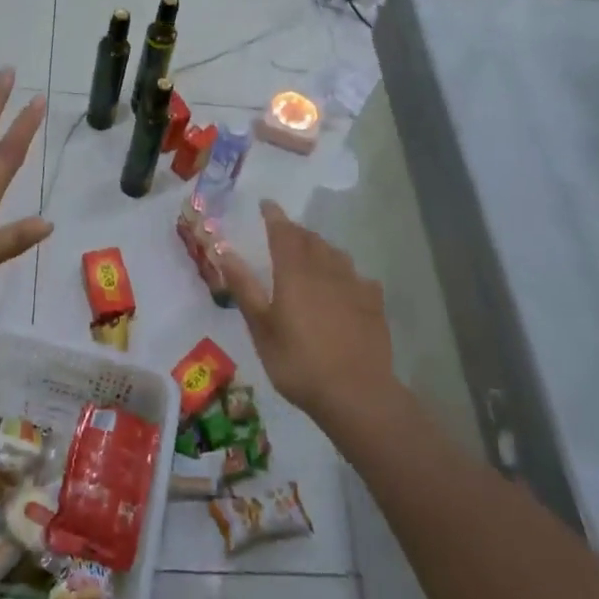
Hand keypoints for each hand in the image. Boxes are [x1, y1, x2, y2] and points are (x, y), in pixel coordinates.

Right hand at [219, 201, 393, 428]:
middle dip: (295, 231)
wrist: (357, 394)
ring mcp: (354, 285)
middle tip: (283, 233)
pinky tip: (346, 287)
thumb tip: (224, 251)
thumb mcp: (261, 328)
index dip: (273, 215)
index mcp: (294, 271)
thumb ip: (244, 287)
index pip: (283, 231)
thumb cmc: (299, 362)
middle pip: (310, 239)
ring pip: (335, 254)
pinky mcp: (374, 304)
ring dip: (320, 248)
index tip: (265, 204)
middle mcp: (325, 269)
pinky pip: (358, 277)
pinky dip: (346, 274)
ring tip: (311, 256)